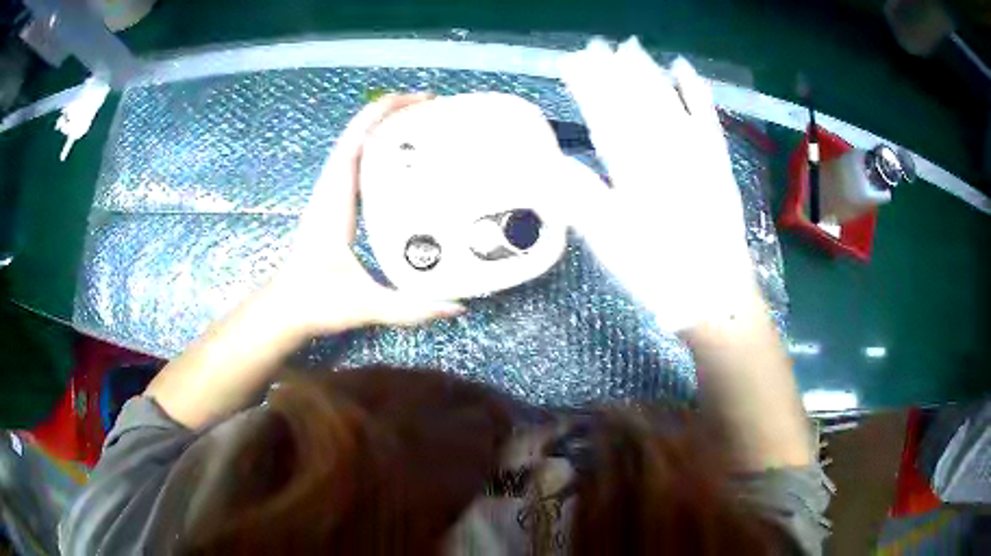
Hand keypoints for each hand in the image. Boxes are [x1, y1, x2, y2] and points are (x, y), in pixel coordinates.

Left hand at [267, 94, 463, 336]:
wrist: (285, 308)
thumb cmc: (316, 302)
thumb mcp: (364, 305)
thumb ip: (410, 308)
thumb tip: (457, 305)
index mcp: (335, 200)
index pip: (357, 140)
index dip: (386, 112)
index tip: (422, 101)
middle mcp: (331, 189)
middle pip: (358, 132)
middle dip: (392, 111)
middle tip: (433, 108)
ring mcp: (330, 194)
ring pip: (355, 144)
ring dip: (384, 126)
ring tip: (422, 124)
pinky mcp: (333, 204)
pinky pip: (356, 163)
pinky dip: (377, 148)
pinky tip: (402, 160)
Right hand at [558, 38, 755, 331]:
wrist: (715, 294)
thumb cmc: (659, 274)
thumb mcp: (610, 245)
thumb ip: (581, 199)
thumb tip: (550, 162)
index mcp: (633, 172)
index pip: (604, 117)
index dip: (587, 88)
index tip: (571, 63)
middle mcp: (664, 154)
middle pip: (634, 103)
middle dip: (612, 72)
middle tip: (595, 45)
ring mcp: (695, 154)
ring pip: (667, 103)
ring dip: (648, 73)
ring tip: (630, 48)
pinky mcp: (718, 162)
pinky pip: (707, 119)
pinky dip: (696, 93)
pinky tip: (685, 70)